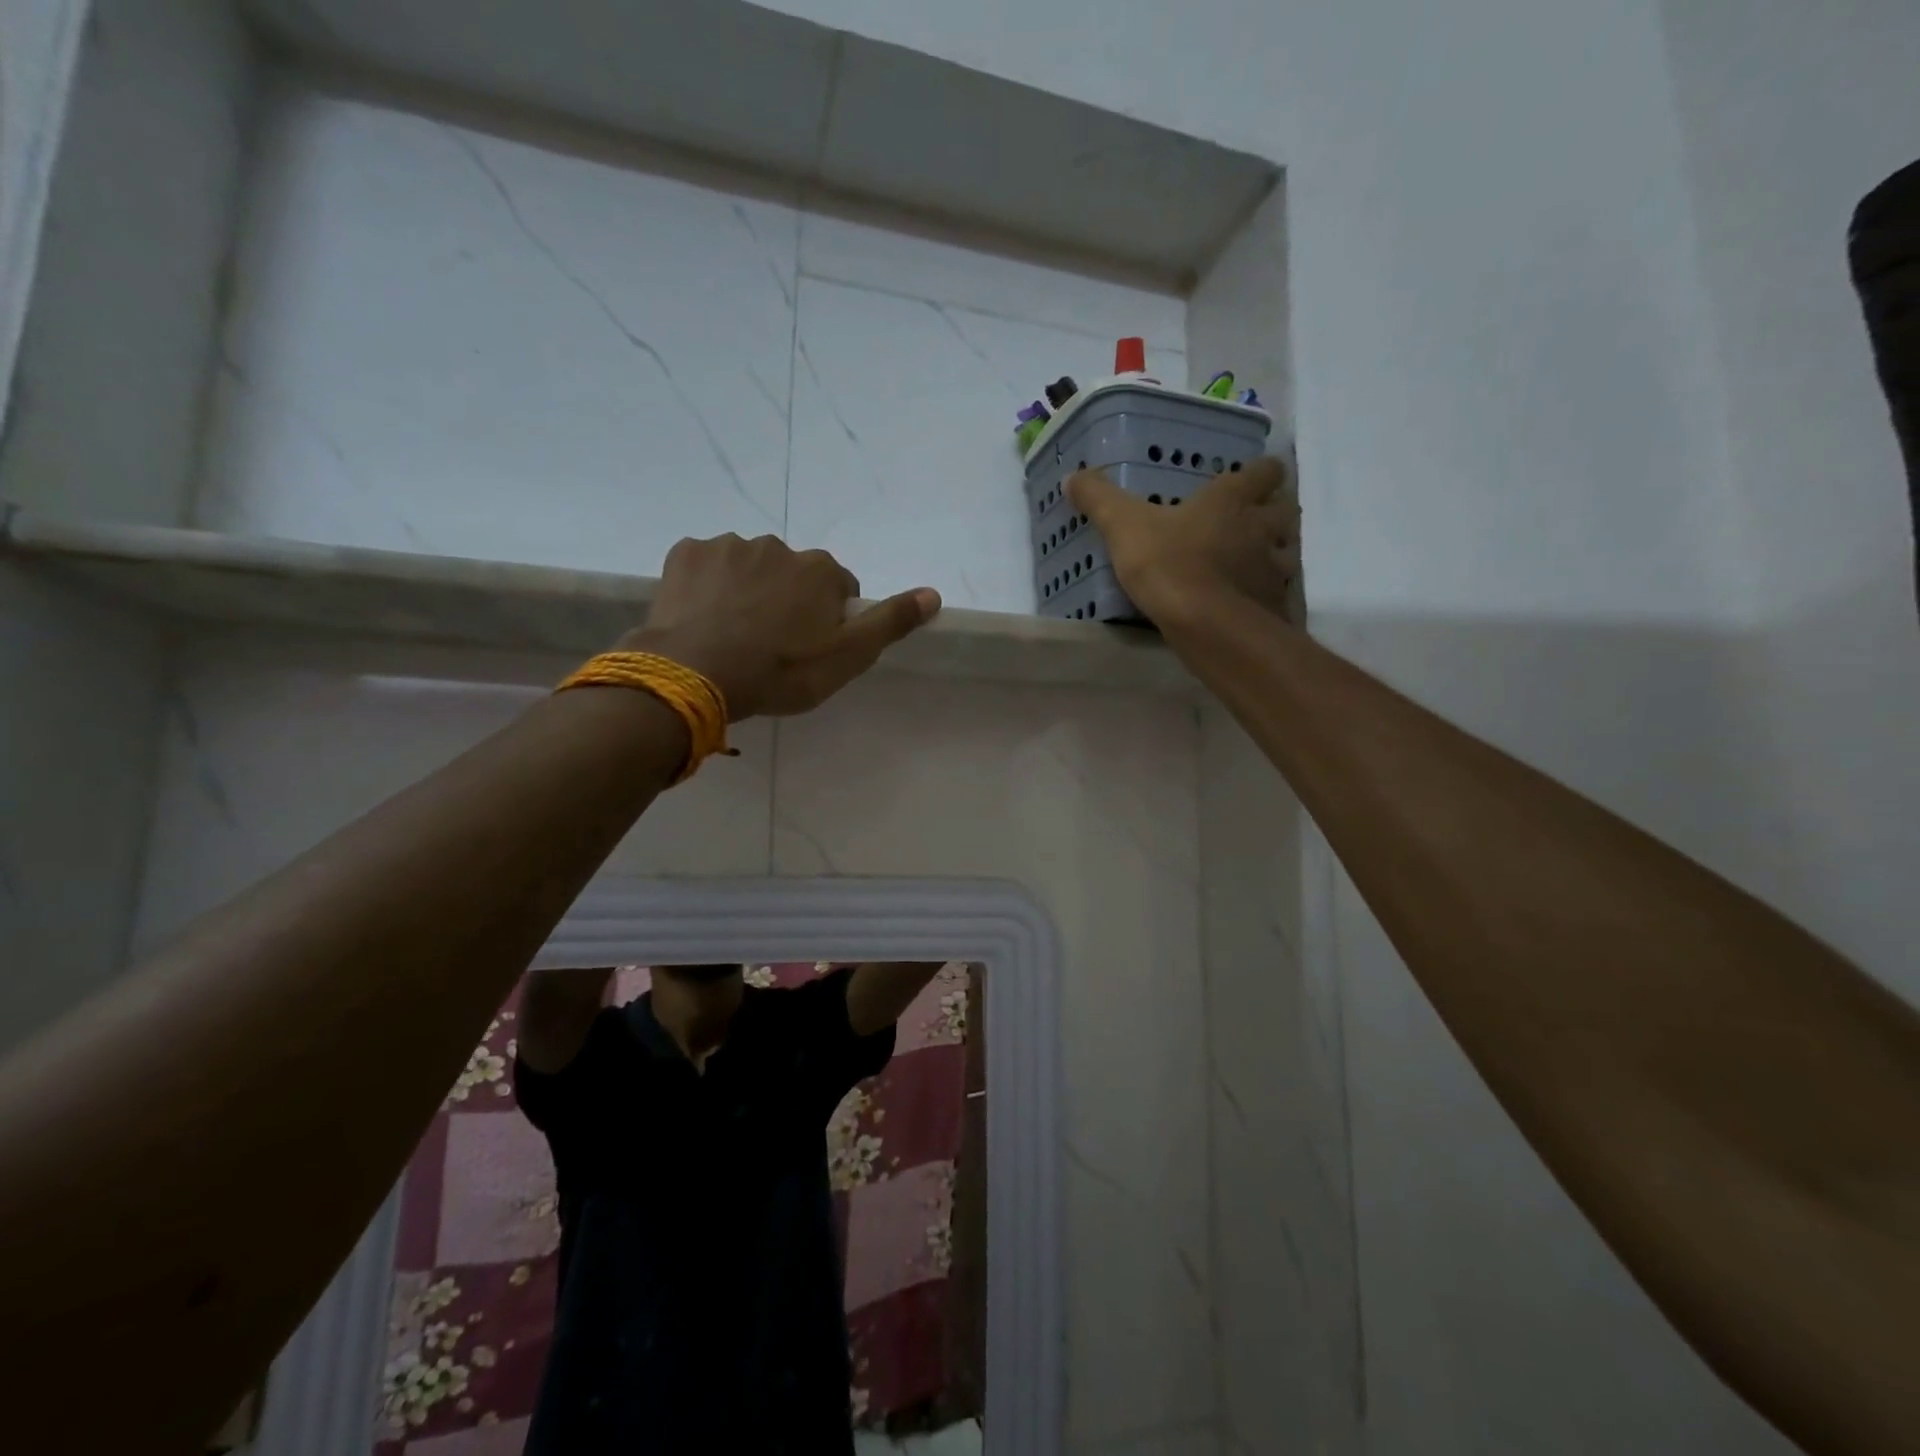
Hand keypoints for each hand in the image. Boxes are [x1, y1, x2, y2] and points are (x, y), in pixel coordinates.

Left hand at [626, 534, 940, 719]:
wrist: (697, 673)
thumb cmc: (781, 671)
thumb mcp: (848, 657)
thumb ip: (891, 622)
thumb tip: (933, 593)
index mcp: (821, 570)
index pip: (838, 587)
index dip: (828, 618)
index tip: (811, 647)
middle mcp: (779, 546)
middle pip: (792, 574)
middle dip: (786, 600)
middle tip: (771, 644)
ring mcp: (728, 545)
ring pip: (748, 567)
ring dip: (747, 590)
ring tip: (733, 633)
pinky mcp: (686, 553)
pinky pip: (706, 565)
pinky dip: (708, 584)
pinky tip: (702, 616)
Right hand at [1068, 456, 1298, 622]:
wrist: (1208, 626)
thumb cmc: (1169, 565)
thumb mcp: (1123, 527)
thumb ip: (1100, 500)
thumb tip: (1073, 475)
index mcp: (1232, 499)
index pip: (1265, 471)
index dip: (1260, 472)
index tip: (1249, 478)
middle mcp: (1262, 526)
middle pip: (1284, 509)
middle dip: (1270, 513)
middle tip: (1247, 523)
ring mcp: (1274, 567)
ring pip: (1285, 551)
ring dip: (1272, 553)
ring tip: (1246, 564)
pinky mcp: (1274, 604)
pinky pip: (1275, 591)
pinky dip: (1264, 593)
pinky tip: (1242, 603)